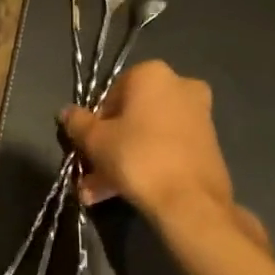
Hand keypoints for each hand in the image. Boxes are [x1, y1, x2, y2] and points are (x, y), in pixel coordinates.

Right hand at [62, 61, 270, 251]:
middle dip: (108, 147)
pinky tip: (123, 193)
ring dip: (122, 162)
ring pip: (148, 136)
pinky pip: (166, 149)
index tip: (87, 147)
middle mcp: (180, 86)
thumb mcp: (95, 141)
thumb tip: (66, 112)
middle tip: (90, 174)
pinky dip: (147, 166)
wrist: (191, 201)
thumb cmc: (138, 157)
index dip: (95, 123)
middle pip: (131, 117)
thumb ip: (77, 123)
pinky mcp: (208, 144)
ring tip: (98, 195)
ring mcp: (198, 116)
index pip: (111, 94)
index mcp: (152, 74)